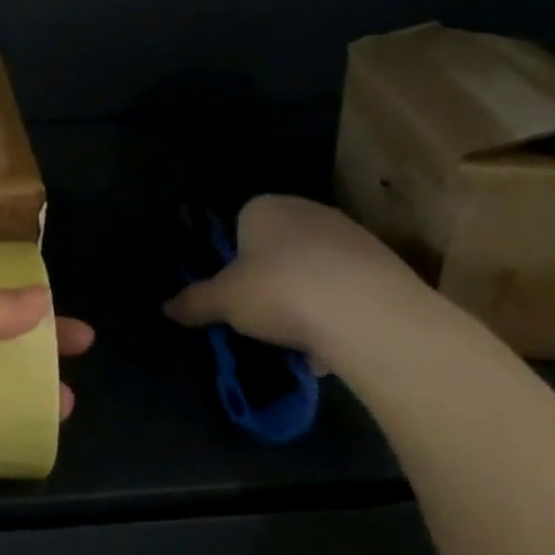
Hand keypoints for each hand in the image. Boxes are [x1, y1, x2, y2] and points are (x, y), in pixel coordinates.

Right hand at [162, 194, 429, 370]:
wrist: (371, 316)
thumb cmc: (280, 292)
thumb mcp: (224, 301)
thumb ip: (195, 302)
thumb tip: (166, 308)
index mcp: (264, 208)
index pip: (239, 224)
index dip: (234, 260)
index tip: (235, 292)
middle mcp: (308, 211)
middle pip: (279, 248)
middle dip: (272, 280)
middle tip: (263, 315)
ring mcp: (352, 236)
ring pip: (316, 270)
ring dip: (307, 300)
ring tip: (300, 341)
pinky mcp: (388, 265)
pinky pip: (349, 289)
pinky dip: (339, 313)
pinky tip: (334, 346)